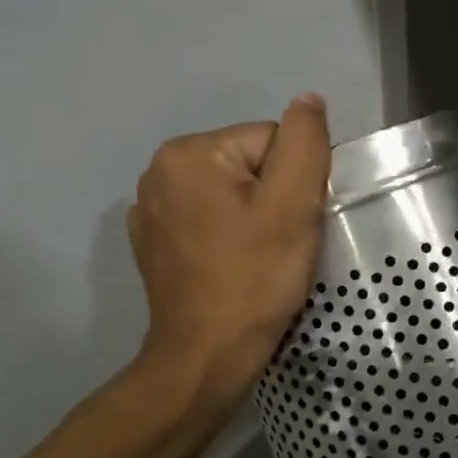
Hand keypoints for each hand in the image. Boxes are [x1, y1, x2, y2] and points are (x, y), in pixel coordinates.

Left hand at [126, 93, 331, 427]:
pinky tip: (234, 267)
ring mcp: (149, 211)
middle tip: (281, 244)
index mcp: (188, 153)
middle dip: (274, 199)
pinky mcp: (153, 244)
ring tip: (260, 258)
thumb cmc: (254, 278)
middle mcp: (158, 172)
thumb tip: (308, 100)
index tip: (293, 224)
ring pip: (232, 195)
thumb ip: (305, 141)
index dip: (295, 182)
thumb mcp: (293, 204)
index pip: (271, 142)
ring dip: (254, 219)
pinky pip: (209, 221)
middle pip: (250, 166)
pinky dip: (228, 238)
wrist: (207, 358)